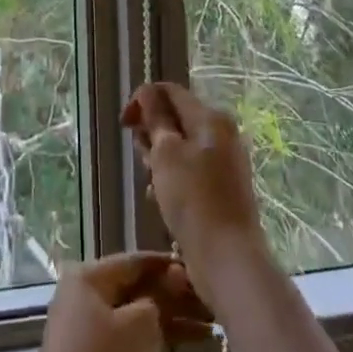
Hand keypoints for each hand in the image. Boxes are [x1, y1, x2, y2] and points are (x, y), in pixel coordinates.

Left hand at [20, 253, 210, 351]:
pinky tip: (188, 344)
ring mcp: (88, 328)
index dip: (168, 264)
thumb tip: (175, 277)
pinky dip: (156, 339)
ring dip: (171, 320)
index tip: (199, 267)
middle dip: (174, 296)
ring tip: (210, 327)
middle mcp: (85, 295)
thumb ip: (159, 298)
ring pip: (136, 315)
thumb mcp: (136, 325)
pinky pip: (130, 337)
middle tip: (210, 303)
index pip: (134, 261)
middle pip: (137, 289)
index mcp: (88, 277)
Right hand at [121, 82, 267, 307]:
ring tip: (152, 184)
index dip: (142, 101)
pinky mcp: (221, 188)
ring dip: (158, 160)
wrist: (228, 259)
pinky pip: (189, 170)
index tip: (124, 125)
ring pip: (179, 146)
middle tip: (143, 160)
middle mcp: (221, 133)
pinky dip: (172, 179)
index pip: (170, 91)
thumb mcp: (166, 153)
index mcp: (210, 118)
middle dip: (151, 134)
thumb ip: (155, 118)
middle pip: (175, 118)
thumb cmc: (193, 200)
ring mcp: (224, 162)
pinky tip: (160, 200)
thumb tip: (147, 91)